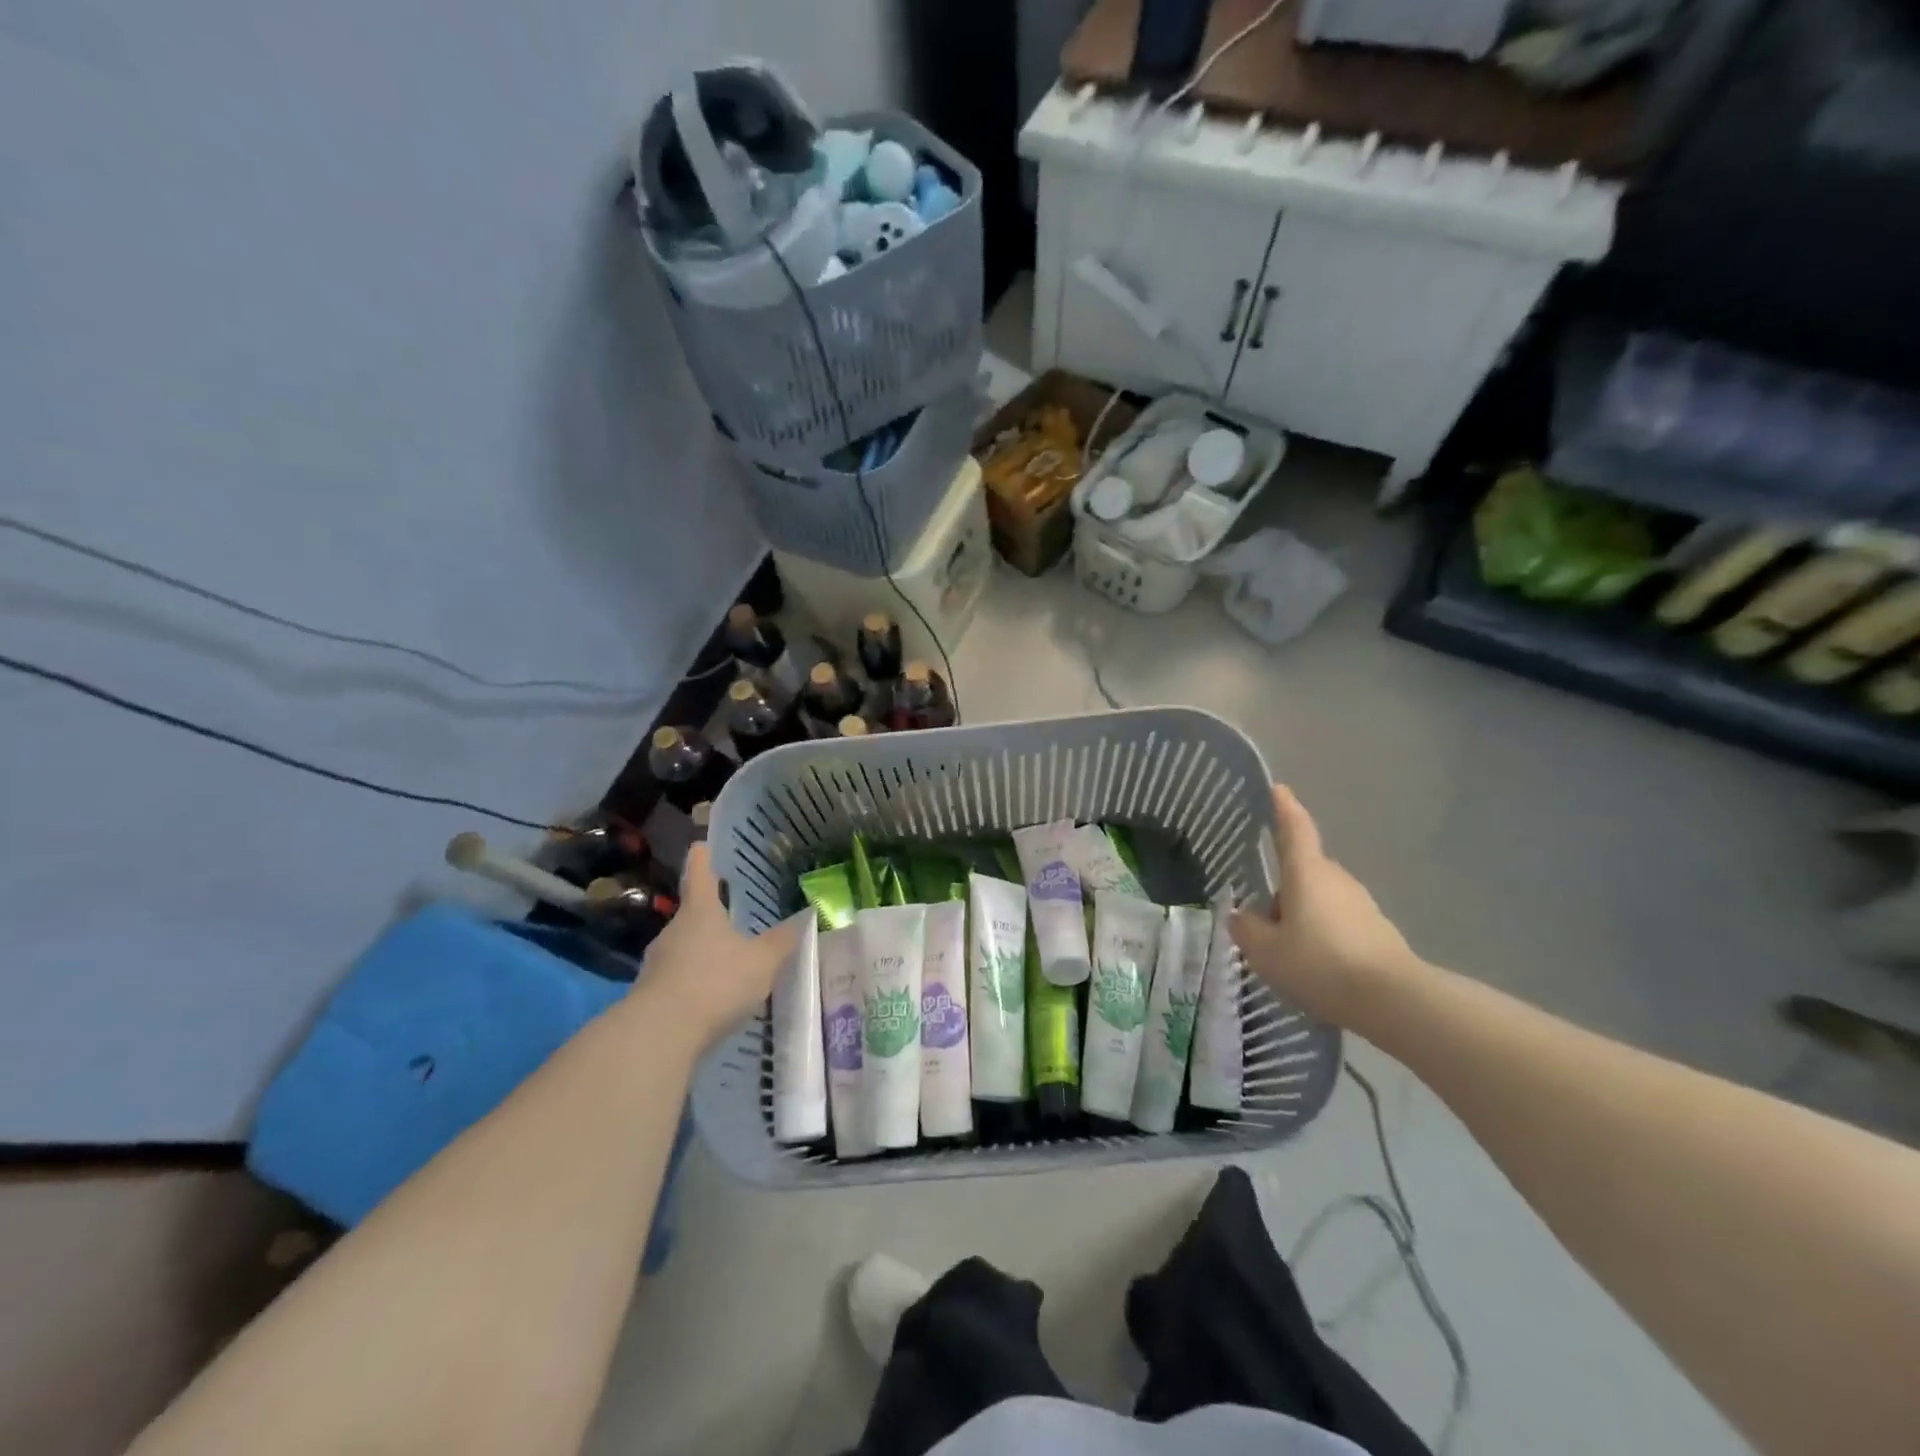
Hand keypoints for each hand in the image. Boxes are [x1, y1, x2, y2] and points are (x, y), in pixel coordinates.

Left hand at [642, 845, 801, 1047]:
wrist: (660, 1034)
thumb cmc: (716, 982)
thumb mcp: (762, 962)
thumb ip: (782, 942)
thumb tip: (804, 918)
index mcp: (700, 912)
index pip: (700, 874)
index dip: (703, 858)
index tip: (701, 845)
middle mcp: (674, 931)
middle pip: (692, 915)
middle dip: (709, 916)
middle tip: (731, 918)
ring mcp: (657, 963)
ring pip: (683, 949)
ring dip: (702, 953)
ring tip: (727, 964)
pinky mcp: (650, 996)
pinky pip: (677, 980)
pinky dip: (694, 984)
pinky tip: (712, 1000)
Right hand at [1230, 785, 1422, 1029]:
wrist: (1393, 1001)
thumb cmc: (1320, 965)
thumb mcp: (1266, 952)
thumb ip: (1247, 929)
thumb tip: (1243, 915)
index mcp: (1306, 873)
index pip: (1294, 829)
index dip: (1285, 808)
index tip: (1279, 789)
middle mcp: (1335, 879)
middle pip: (1302, 872)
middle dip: (1283, 890)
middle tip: (1263, 923)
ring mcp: (1360, 904)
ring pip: (1319, 899)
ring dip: (1302, 917)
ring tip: (1287, 954)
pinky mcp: (1377, 930)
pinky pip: (1338, 923)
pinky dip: (1323, 937)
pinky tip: (1315, 969)